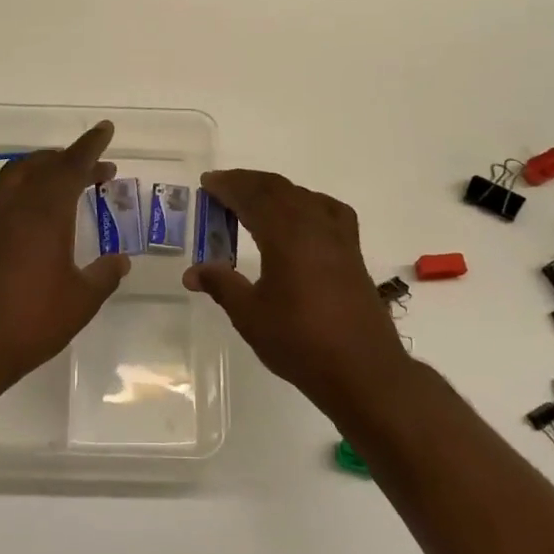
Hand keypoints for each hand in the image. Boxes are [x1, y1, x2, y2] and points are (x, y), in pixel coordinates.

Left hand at [0, 121, 129, 383]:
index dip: (91, 147)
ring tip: (53, 168)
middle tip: (97, 170)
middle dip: (72, 161)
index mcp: (48, 215)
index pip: (73, 167)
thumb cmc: (32, 323)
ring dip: (36, 164)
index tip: (105, 130)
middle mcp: (16, 206)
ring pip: (12, 173)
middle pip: (45, 167)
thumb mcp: (81, 301)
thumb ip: (104, 276)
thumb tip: (119, 261)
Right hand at [183, 169, 408, 402]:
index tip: (207, 183)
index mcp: (286, 235)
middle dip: (248, 183)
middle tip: (222, 187)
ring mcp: (339, 237)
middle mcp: (314, 226)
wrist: (362, 370)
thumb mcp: (250, 315)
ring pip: (304, 196)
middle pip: (279, 189)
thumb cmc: (300, 342)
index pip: (253, 197)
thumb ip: (222, 285)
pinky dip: (307, 203)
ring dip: (276, 190)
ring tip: (254, 199)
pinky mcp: (353, 252)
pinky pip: (328, 210)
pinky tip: (302, 217)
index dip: (228, 187)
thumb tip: (192, 272)